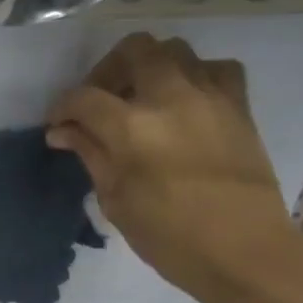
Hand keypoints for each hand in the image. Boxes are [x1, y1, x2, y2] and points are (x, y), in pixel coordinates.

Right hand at [47, 34, 302, 302]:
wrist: (244, 251)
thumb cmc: (170, 238)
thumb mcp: (117, 202)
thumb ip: (91, 156)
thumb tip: (64, 132)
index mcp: (132, 128)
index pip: (84, 98)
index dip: (62, 109)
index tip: (57, 126)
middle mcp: (171, 98)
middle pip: (133, 50)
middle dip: (106, 71)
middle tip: (99, 102)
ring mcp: (210, 96)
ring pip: (174, 50)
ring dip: (148, 68)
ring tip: (140, 100)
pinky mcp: (238, 105)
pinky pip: (213, 68)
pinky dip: (193, 76)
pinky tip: (184, 102)